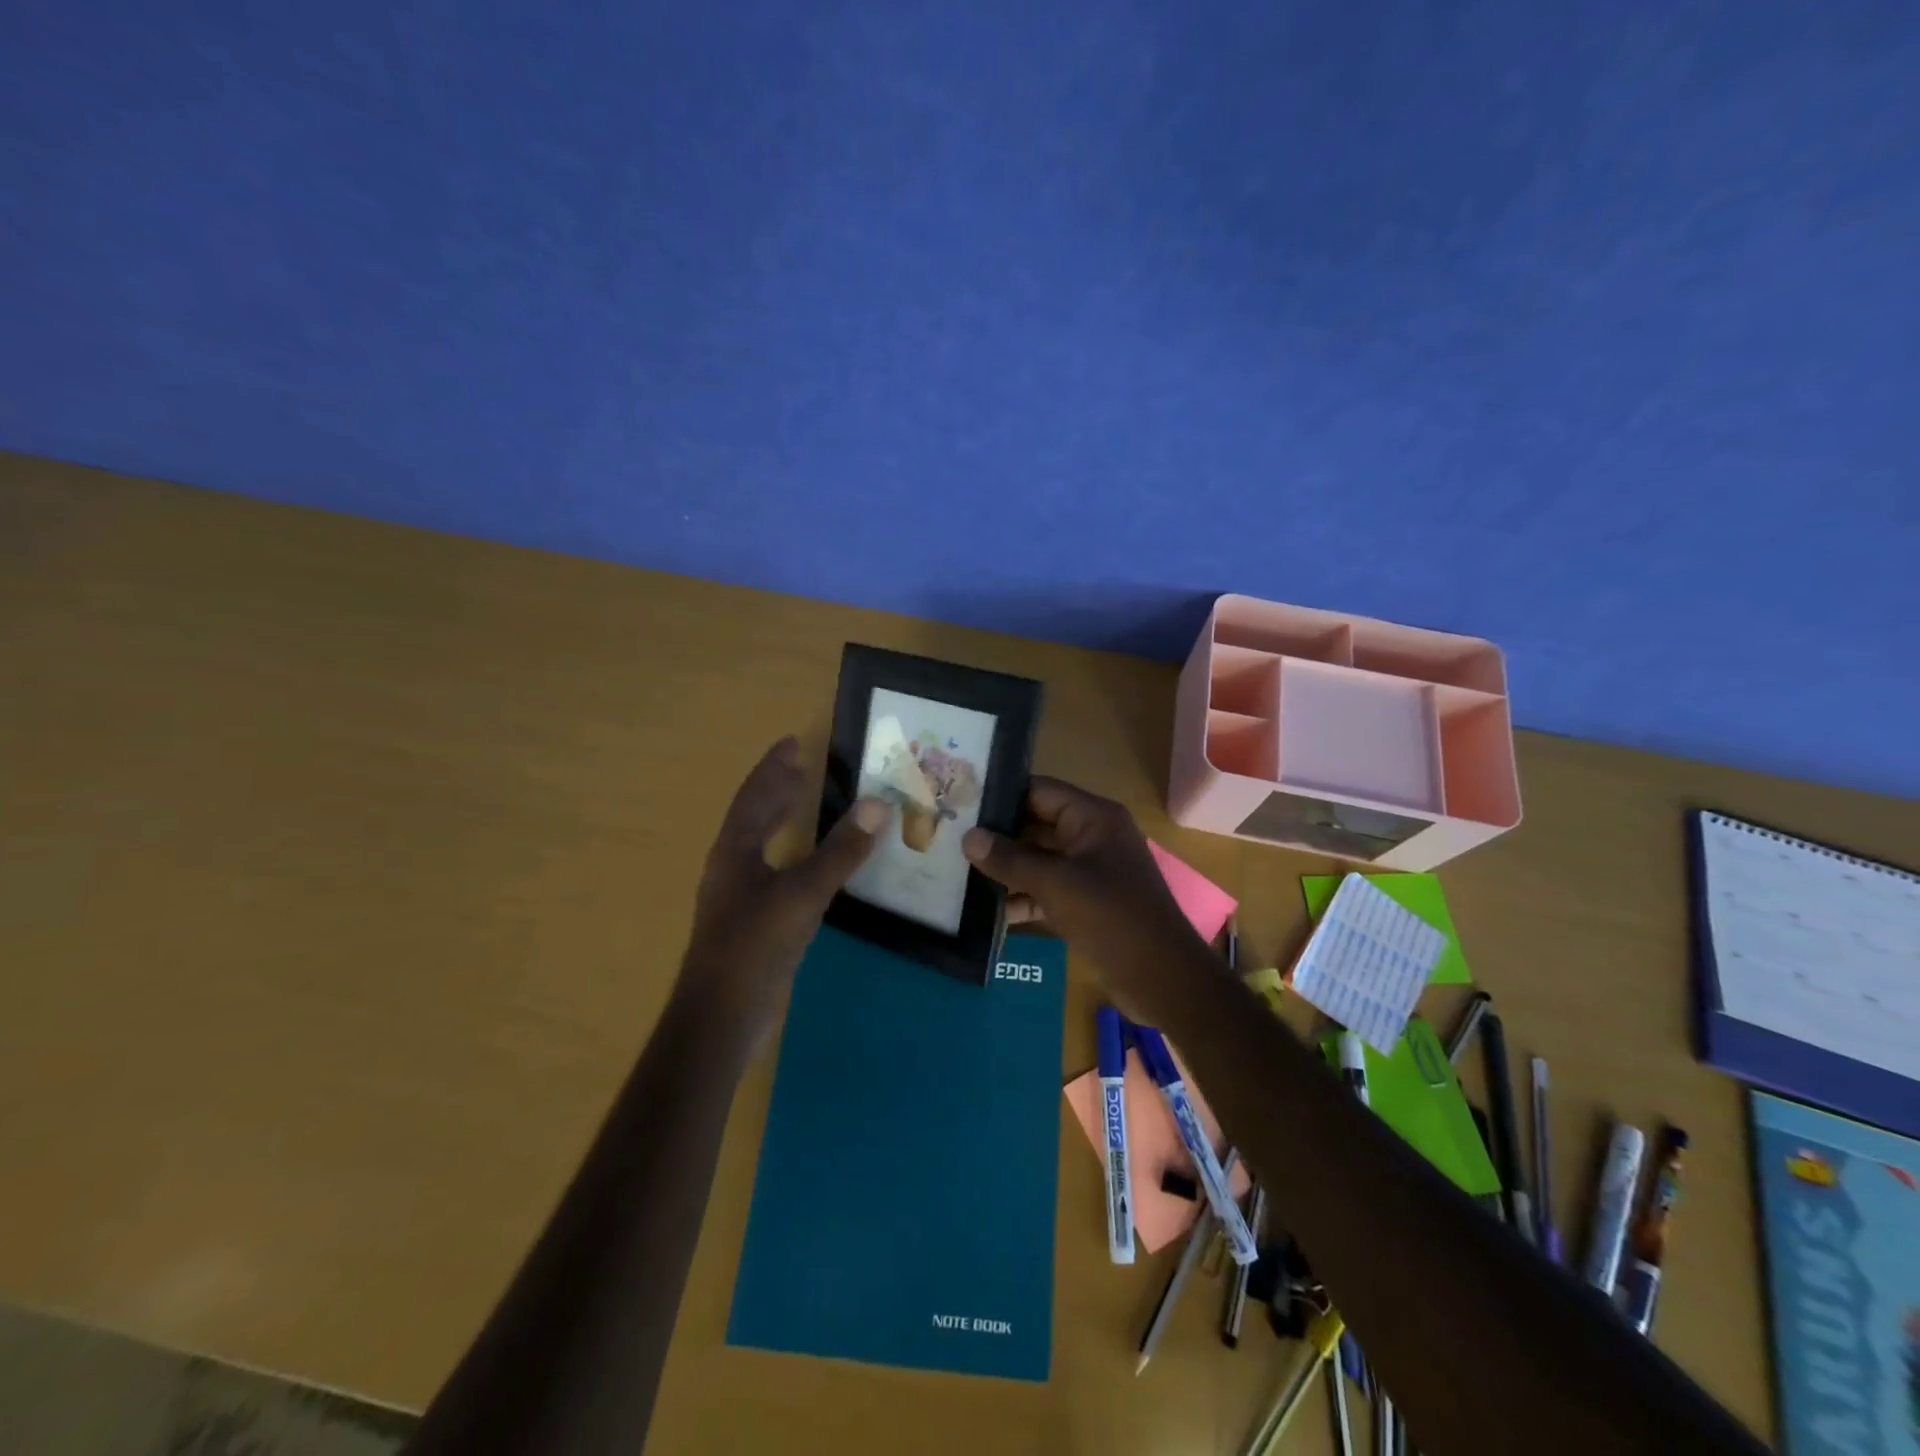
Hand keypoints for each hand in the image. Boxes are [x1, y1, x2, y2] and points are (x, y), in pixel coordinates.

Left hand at [679, 737, 888, 1052]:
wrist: (722, 1017)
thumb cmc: (755, 946)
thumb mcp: (803, 894)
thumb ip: (841, 852)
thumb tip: (877, 805)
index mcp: (735, 851)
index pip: (754, 796)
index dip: (773, 769)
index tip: (792, 742)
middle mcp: (732, 867)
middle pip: (753, 816)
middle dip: (776, 789)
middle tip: (802, 765)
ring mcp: (739, 897)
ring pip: (761, 844)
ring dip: (781, 819)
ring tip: (804, 800)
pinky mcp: (752, 922)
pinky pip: (774, 871)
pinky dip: (792, 853)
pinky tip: (810, 863)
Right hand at [960, 777, 1213, 1014]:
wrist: (1163, 979)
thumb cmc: (1112, 917)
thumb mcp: (1056, 884)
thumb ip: (1010, 860)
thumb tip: (968, 838)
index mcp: (1093, 817)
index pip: (1039, 791)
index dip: (1001, 795)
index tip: (960, 801)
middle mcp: (1091, 836)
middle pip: (1035, 825)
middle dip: (997, 836)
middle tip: (950, 839)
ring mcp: (1089, 871)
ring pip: (1039, 860)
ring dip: (1005, 870)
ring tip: (958, 873)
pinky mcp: (1086, 903)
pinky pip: (1047, 890)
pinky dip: (1022, 898)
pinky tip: (987, 912)